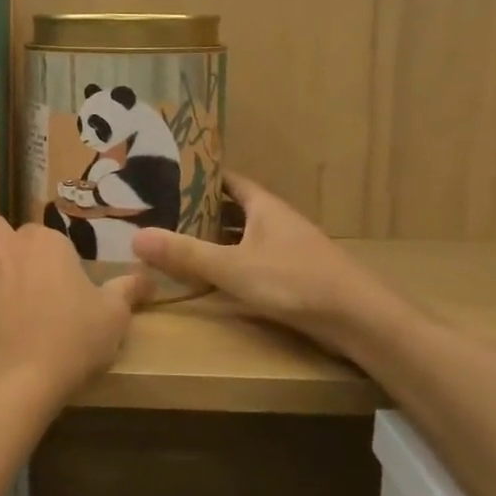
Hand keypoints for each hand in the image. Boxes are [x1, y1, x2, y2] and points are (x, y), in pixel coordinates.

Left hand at [0, 217, 148, 409]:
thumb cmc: (71, 341)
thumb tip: (148, 278)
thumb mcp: (113, 317)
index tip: (55, 279)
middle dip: (2, 242)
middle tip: (16, 272)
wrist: (17, 379)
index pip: (42, 233)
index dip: (46, 254)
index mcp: (46, 242)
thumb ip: (128, 290)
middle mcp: (7, 244)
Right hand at [133, 173, 412, 347]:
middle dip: (199, 208)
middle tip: (160, 210)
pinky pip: (252, 257)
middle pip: (232, 207)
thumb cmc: (296, 282)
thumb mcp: (234, 268)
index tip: (165, 175)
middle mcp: (276, 220)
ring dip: (215, 236)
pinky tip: (212, 274)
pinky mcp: (294, 274)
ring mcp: (287, 247)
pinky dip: (230, 260)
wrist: (360, 320)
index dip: (198, 175)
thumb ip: (186, 254)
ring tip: (177, 239)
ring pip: (242, 234)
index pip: (226, 179)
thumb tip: (135, 236)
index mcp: (264, 206)